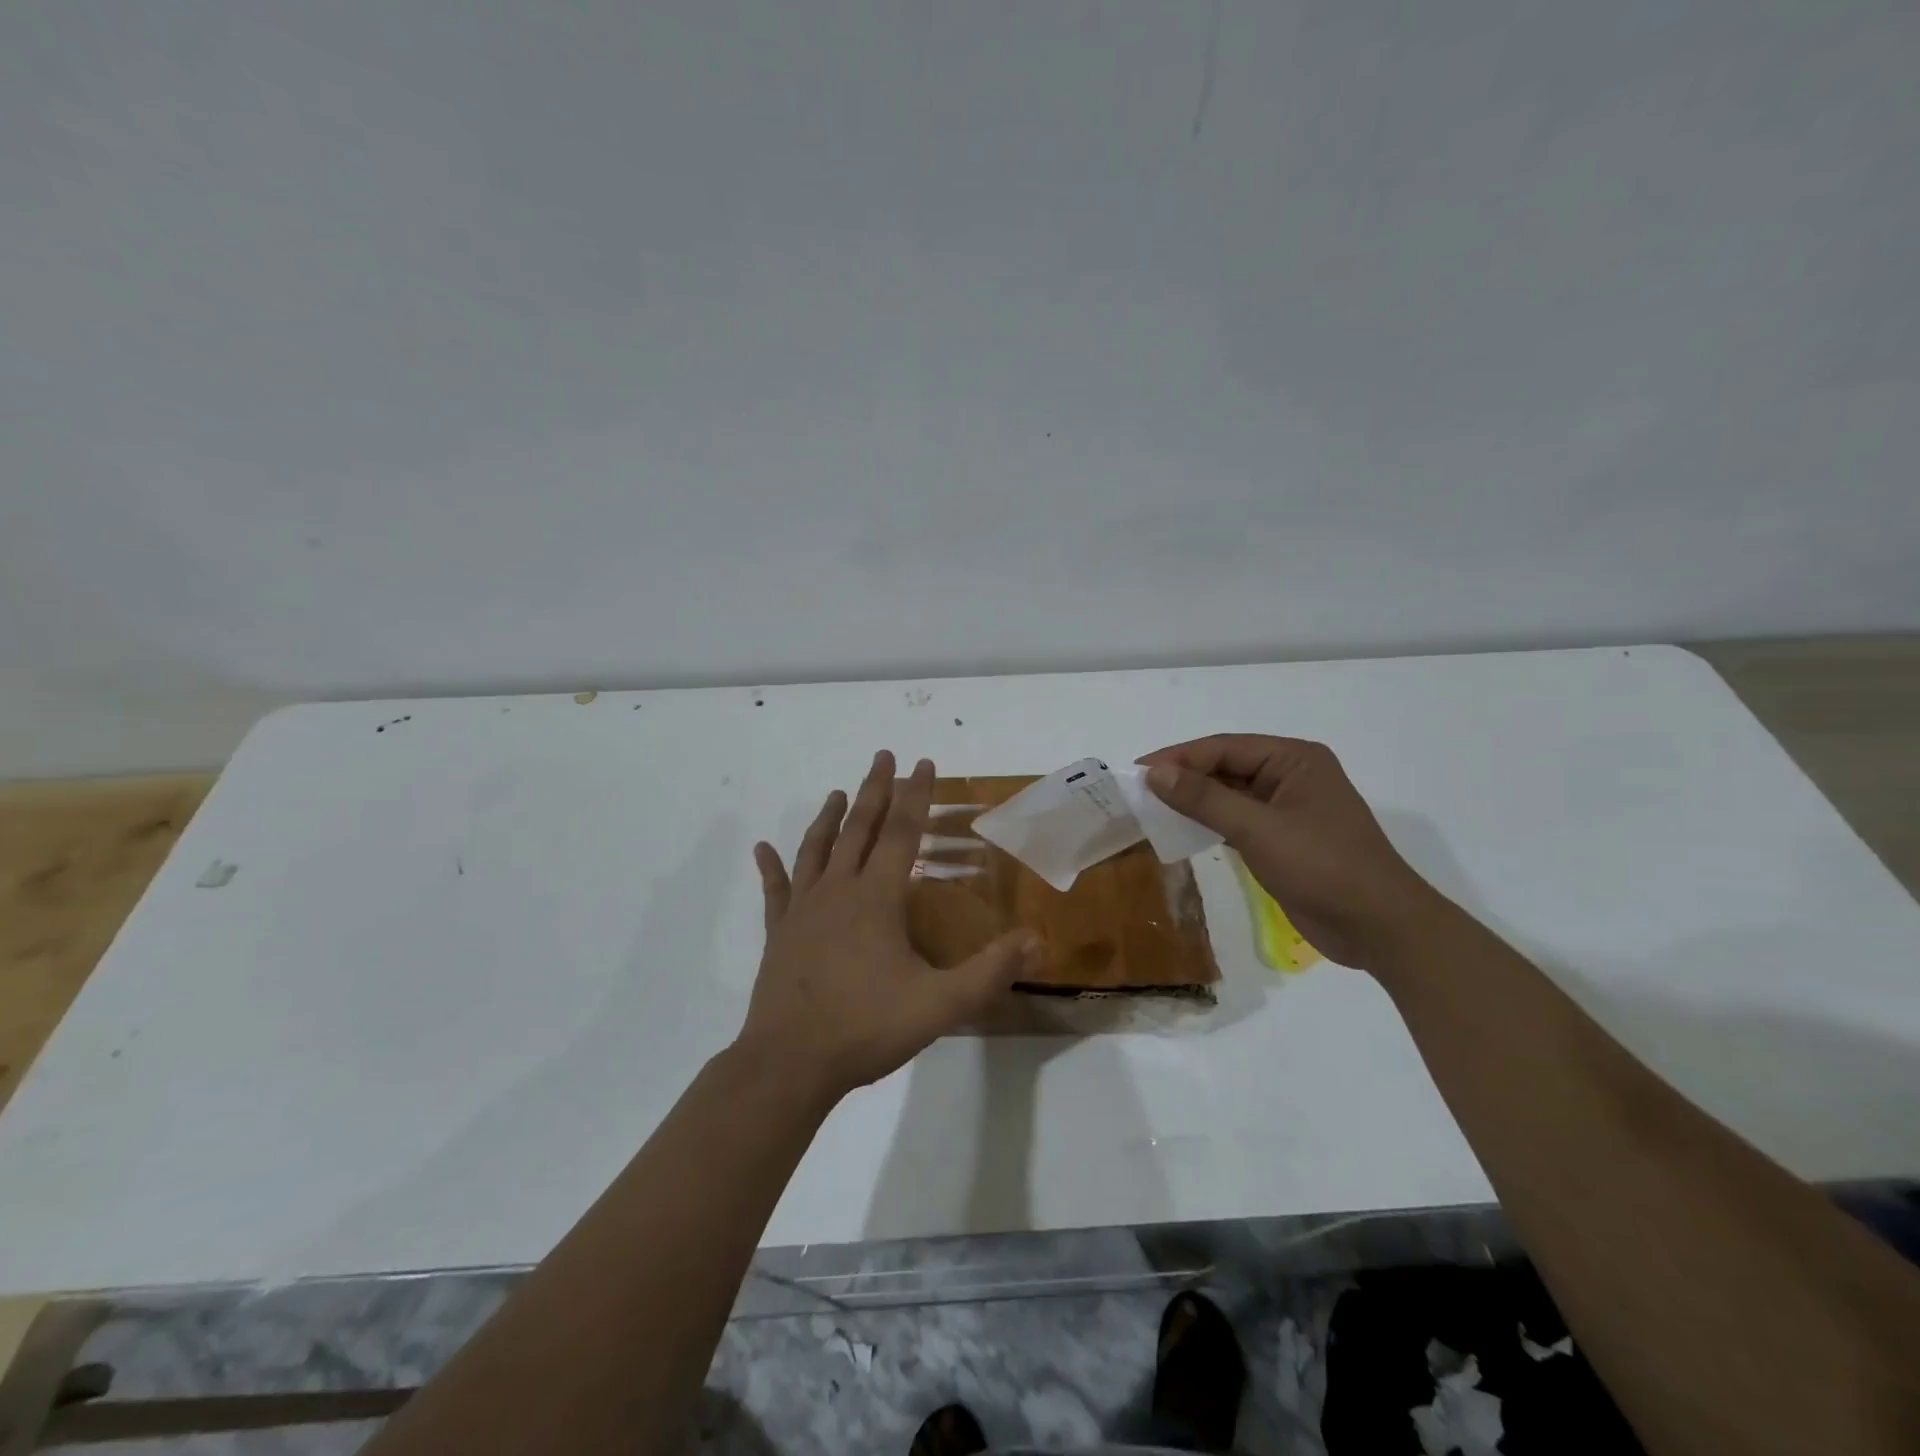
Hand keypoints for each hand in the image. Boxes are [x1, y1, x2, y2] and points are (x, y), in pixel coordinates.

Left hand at [740, 751, 1040, 1100]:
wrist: (790, 1063)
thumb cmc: (866, 1027)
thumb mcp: (941, 1005)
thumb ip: (990, 972)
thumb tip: (1035, 941)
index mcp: (877, 898)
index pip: (902, 833)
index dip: (916, 796)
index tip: (922, 763)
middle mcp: (838, 891)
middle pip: (859, 828)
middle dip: (875, 790)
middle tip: (883, 757)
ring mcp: (803, 910)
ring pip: (817, 849)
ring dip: (830, 817)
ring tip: (838, 792)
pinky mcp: (779, 933)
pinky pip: (775, 889)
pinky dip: (770, 866)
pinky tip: (762, 847)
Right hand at [1139, 735, 1447, 970]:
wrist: (1379, 927)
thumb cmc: (1323, 866)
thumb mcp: (1258, 829)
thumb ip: (1205, 799)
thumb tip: (1155, 773)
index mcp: (1294, 759)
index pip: (1224, 748)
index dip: (1178, 758)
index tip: (1136, 770)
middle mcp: (1291, 776)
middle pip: (1226, 768)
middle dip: (1184, 778)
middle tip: (1138, 791)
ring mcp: (1288, 809)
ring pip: (1229, 796)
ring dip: (1194, 802)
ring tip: (1151, 809)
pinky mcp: (1283, 839)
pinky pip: (1237, 821)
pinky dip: (1209, 824)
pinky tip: (1182, 831)